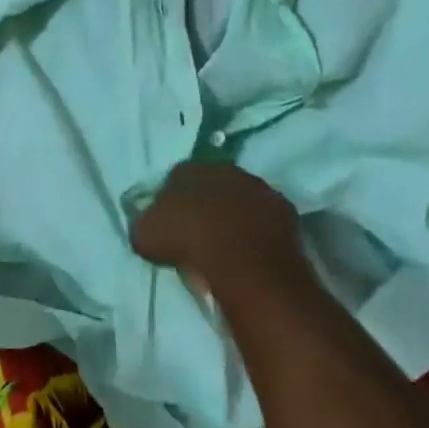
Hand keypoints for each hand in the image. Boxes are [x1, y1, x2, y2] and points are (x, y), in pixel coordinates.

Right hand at [132, 161, 316, 301]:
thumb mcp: (145, 235)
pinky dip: (258, 232)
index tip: (171, 226)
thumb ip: (145, 224)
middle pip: (211, 186)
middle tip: (199, 236)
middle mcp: (223, 169)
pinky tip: (251, 252)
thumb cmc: (186, 241)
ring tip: (227, 247)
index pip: (175, 179)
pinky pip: (265, 220)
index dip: (172, 203)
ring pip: (240, 201)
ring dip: (234, 217)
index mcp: (187, 168)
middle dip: (206, 206)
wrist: (241, 259)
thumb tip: (150, 227)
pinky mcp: (283, 210)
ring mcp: (257, 187)